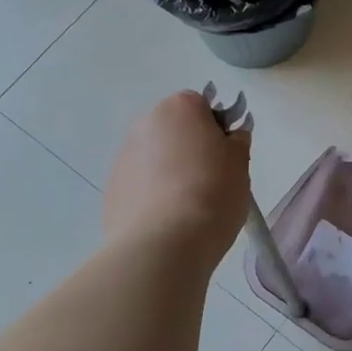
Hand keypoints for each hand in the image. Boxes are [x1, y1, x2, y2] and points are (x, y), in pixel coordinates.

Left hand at [103, 91, 250, 269]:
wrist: (164, 244)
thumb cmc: (212, 192)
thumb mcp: (240, 163)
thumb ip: (237, 141)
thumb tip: (231, 135)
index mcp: (179, 108)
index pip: (202, 106)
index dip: (216, 129)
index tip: (226, 156)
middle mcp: (145, 123)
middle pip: (175, 130)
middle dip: (191, 148)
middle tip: (212, 179)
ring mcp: (123, 156)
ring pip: (155, 157)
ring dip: (170, 171)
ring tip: (189, 205)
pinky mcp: (111, 189)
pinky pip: (140, 183)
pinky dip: (153, 194)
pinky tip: (168, 219)